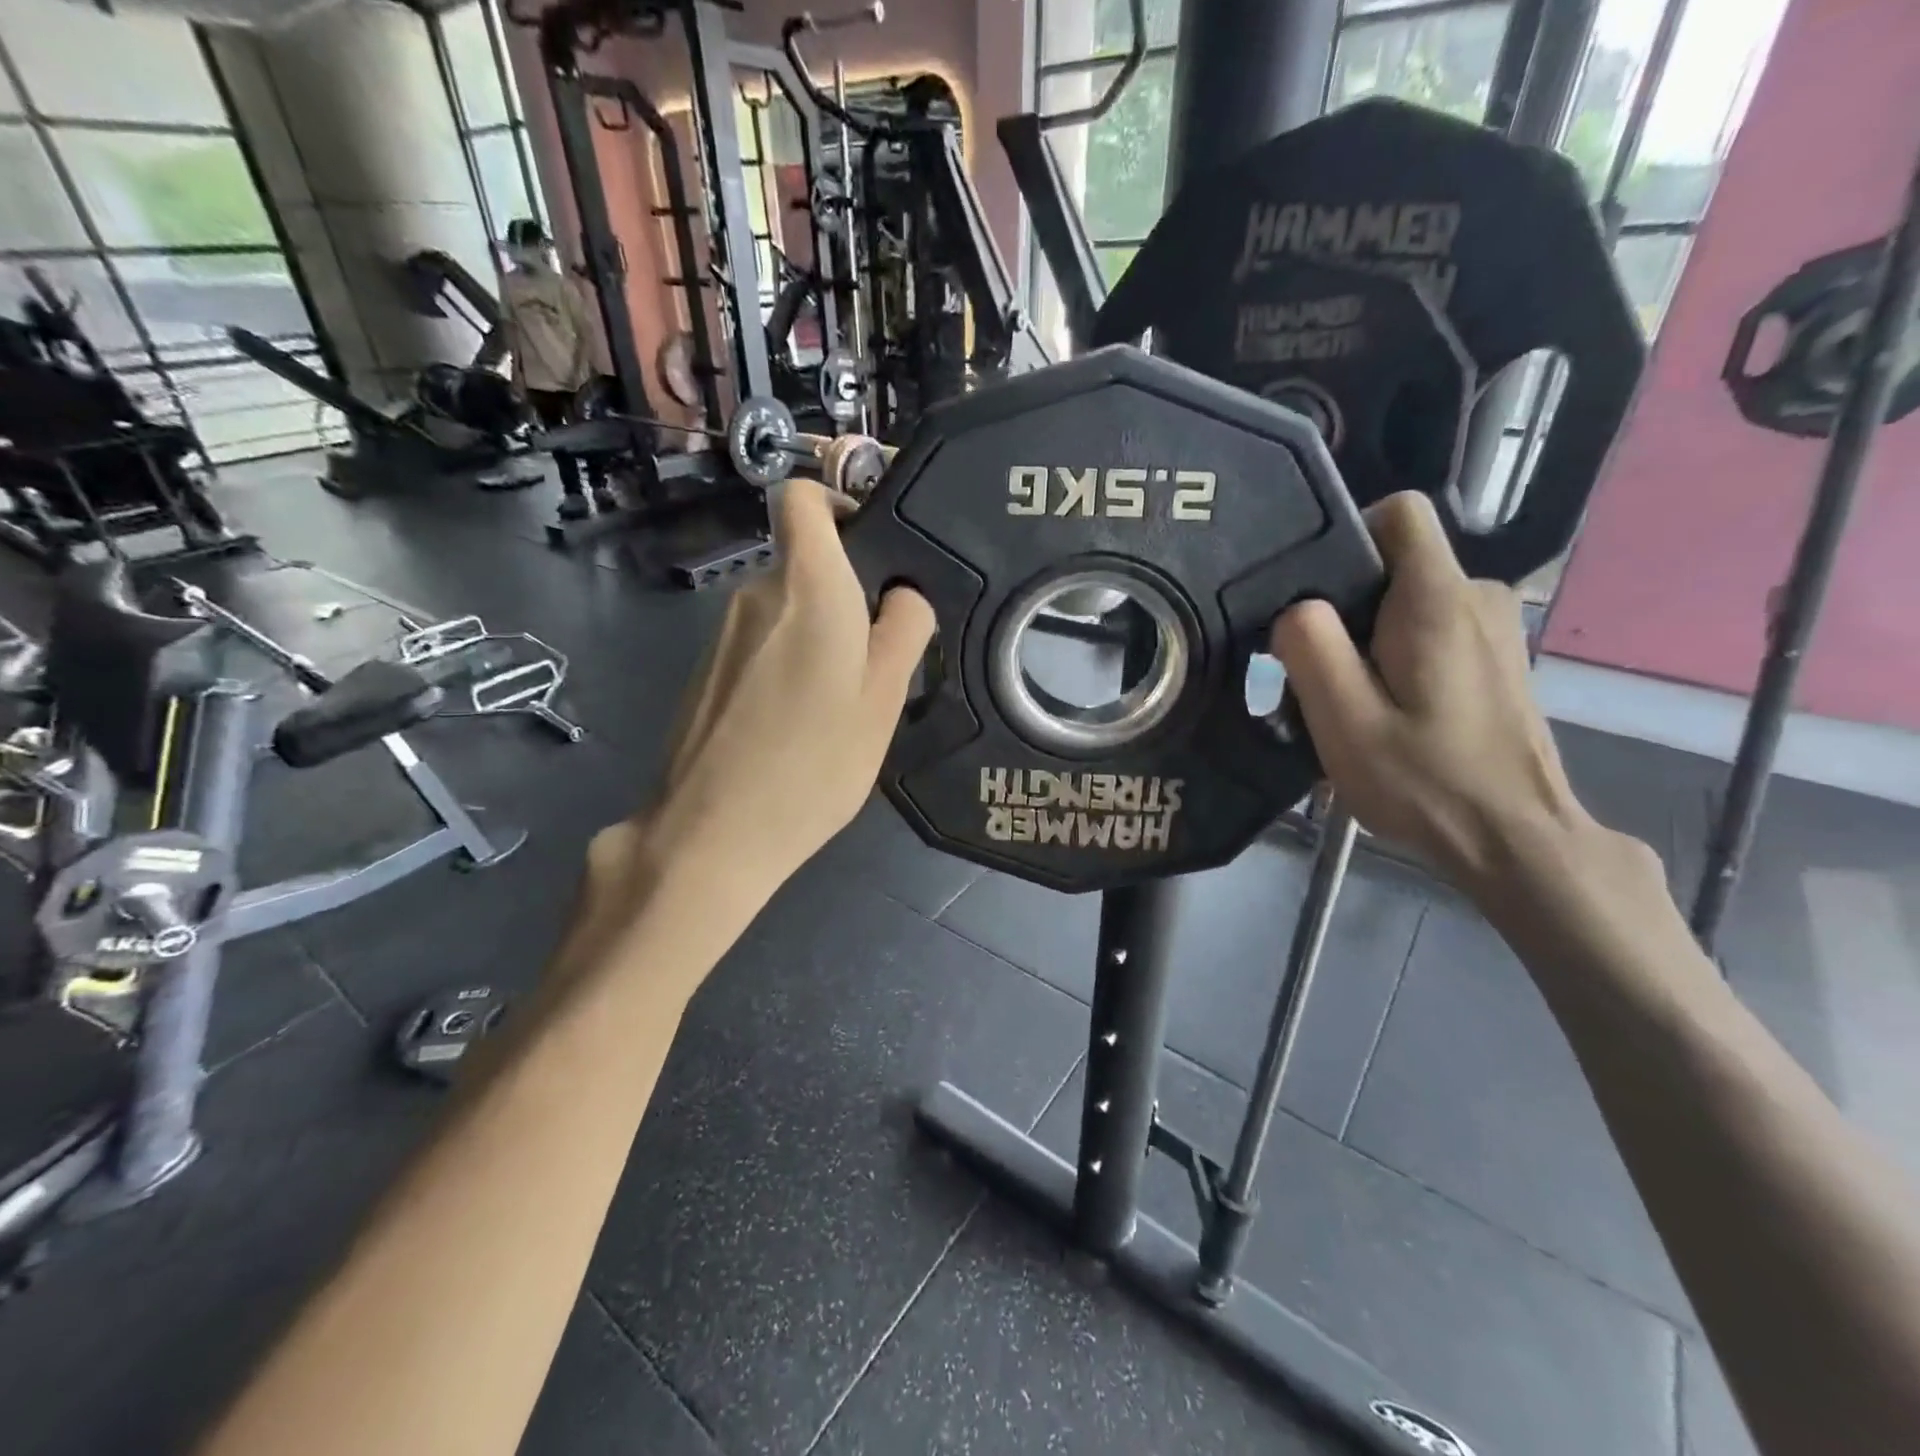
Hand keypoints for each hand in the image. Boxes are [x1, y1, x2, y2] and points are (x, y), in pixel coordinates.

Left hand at [628, 480, 934, 901]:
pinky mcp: (707, 671)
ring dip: (819, 639)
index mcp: (806, 585)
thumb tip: (903, 594)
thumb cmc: (813, 761)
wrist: (710, 834)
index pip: (802, 497)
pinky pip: (761, 646)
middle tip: (879, 664)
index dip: (838, 503)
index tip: (874, 549)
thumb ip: (903, 631)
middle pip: (806, 564)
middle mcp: (756, 593)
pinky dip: (787, 666)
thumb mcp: (883, 698)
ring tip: (841, 707)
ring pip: (786, 611)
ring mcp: (723, 634)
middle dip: (847, 597)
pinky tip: (799, 727)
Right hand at [1270, 493, 1591, 891]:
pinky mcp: (1498, 657)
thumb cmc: (1424, 781)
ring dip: (1369, 640)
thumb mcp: (1344, 720)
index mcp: (1437, 600)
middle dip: (1346, 608)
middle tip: (1320, 675)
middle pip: (1394, 566)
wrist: (1515, 840)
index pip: (1400, 512)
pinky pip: (1432, 630)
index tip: (1314, 594)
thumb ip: (1311, 648)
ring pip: (1409, 602)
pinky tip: (1389, 713)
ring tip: (1350, 703)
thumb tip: (1297, 607)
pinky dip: (1399, 658)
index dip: (1348, 534)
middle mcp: (1477, 596)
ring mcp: (1495, 627)